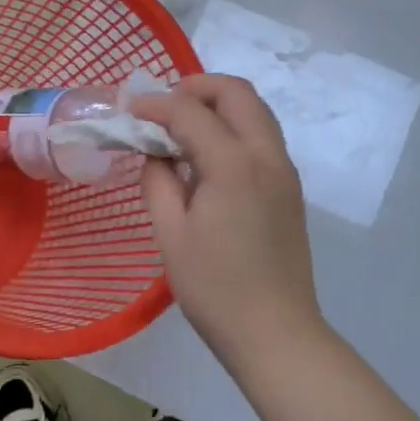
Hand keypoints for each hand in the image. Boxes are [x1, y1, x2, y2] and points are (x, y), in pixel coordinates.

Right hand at [132, 75, 324, 371]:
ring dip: (219, 105)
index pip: (190, 111)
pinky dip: (235, 126)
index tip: (129, 110)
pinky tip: (208, 156)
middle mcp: (267, 155)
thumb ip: (158, 181)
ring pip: (256, 110)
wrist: (276, 333)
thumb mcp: (171, 234)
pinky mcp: (290, 188)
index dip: (156, 104)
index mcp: (234, 164)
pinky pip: (263, 136)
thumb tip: (155, 153)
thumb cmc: (215, 289)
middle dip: (197, 87)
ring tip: (183, 127)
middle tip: (163, 106)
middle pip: (236, 92)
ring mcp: (284, 170)